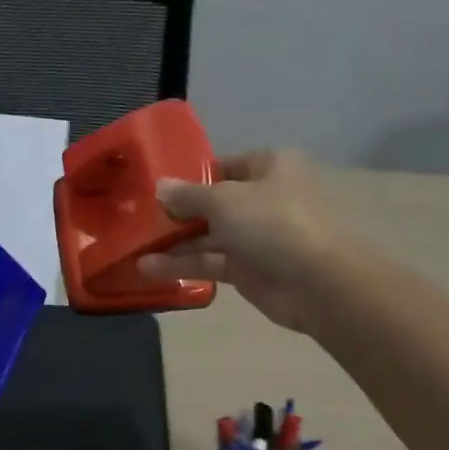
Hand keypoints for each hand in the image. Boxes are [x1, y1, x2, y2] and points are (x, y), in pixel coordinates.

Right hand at [139, 149, 340, 333]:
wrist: (315, 283)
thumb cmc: (273, 224)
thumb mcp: (224, 201)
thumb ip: (188, 195)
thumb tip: (159, 187)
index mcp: (269, 168)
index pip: (224, 166)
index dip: (192, 175)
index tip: (156, 186)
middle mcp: (263, 199)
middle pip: (213, 203)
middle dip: (177, 213)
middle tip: (138, 219)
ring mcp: (256, 236)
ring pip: (208, 236)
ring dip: (173, 243)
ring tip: (133, 247)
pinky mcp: (248, 270)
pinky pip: (210, 262)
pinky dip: (182, 265)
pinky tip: (147, 268)